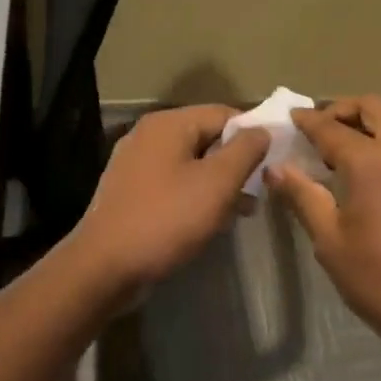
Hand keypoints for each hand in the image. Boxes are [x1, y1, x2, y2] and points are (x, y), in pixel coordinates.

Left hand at [67, 105, 268, 294]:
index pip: (223, 113)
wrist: (104, 267)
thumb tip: (262, 129)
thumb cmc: (166, 219)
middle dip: (236, 163)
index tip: (276, 161)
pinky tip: (210, 221)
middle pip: (206, 137)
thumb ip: (245, 151)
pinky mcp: (130, 191)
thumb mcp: (216, 184)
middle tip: (260, 191)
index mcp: (168, 124)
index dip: (254, 134)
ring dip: (219, 183)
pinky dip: (195, 195)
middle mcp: (148, 135)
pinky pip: (173, 183)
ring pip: (190, 163)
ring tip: (242, 211)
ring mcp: (135, 163)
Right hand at [266, 94, 380, 367]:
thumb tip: (276, 169)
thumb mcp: (331, 242)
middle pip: (375, 107)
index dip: (307, 120)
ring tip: (346, 155)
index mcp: (374, 162)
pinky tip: (378, 178)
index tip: (291, 116)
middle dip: (343, 110)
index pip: (331, 127)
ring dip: (371, 126)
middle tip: (320, 131)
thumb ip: (303, 197)